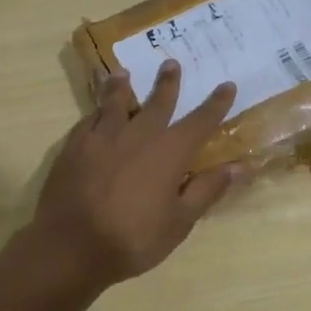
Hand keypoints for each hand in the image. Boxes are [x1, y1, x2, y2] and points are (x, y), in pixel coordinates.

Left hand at [30, 61, 243, 288]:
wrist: (69, 247)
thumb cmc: (132, 238)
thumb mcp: (180, 222)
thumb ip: (208, 190)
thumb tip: (241, 166)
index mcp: (169, 152)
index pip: (200, 121)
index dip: (216, 104)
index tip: (227, 85)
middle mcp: (138, 135)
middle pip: (157, 102)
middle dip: (168, 83)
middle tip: (171, 63)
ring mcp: (102, 137)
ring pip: (115, 102)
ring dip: (122, 87)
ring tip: (123, 74)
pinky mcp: (74, 147)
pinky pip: (88, 120)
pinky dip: (96, 111)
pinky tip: (94, 112)